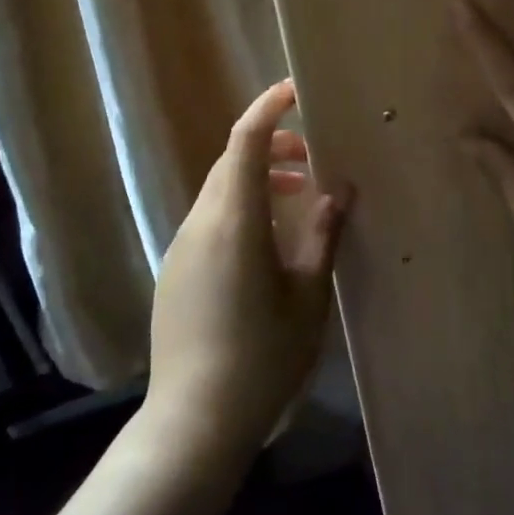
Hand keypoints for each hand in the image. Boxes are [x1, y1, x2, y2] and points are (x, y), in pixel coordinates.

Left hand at [147, 80, 351, 460]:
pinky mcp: (175, 272)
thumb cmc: (263, 358)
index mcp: (234, 222)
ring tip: (295, 198)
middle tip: (311, 159)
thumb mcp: (308, 297)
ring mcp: (181, 248)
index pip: (245, 141)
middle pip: (231, 161)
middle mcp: (200, 224)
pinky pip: (209, 220)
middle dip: (270, 145)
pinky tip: (265, 244)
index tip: (295, 91)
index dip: (268, 108)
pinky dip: (239, 208)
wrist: (194, 423)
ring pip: (219, 190)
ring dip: (255, 179)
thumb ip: (322, 236)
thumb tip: (338, 192)